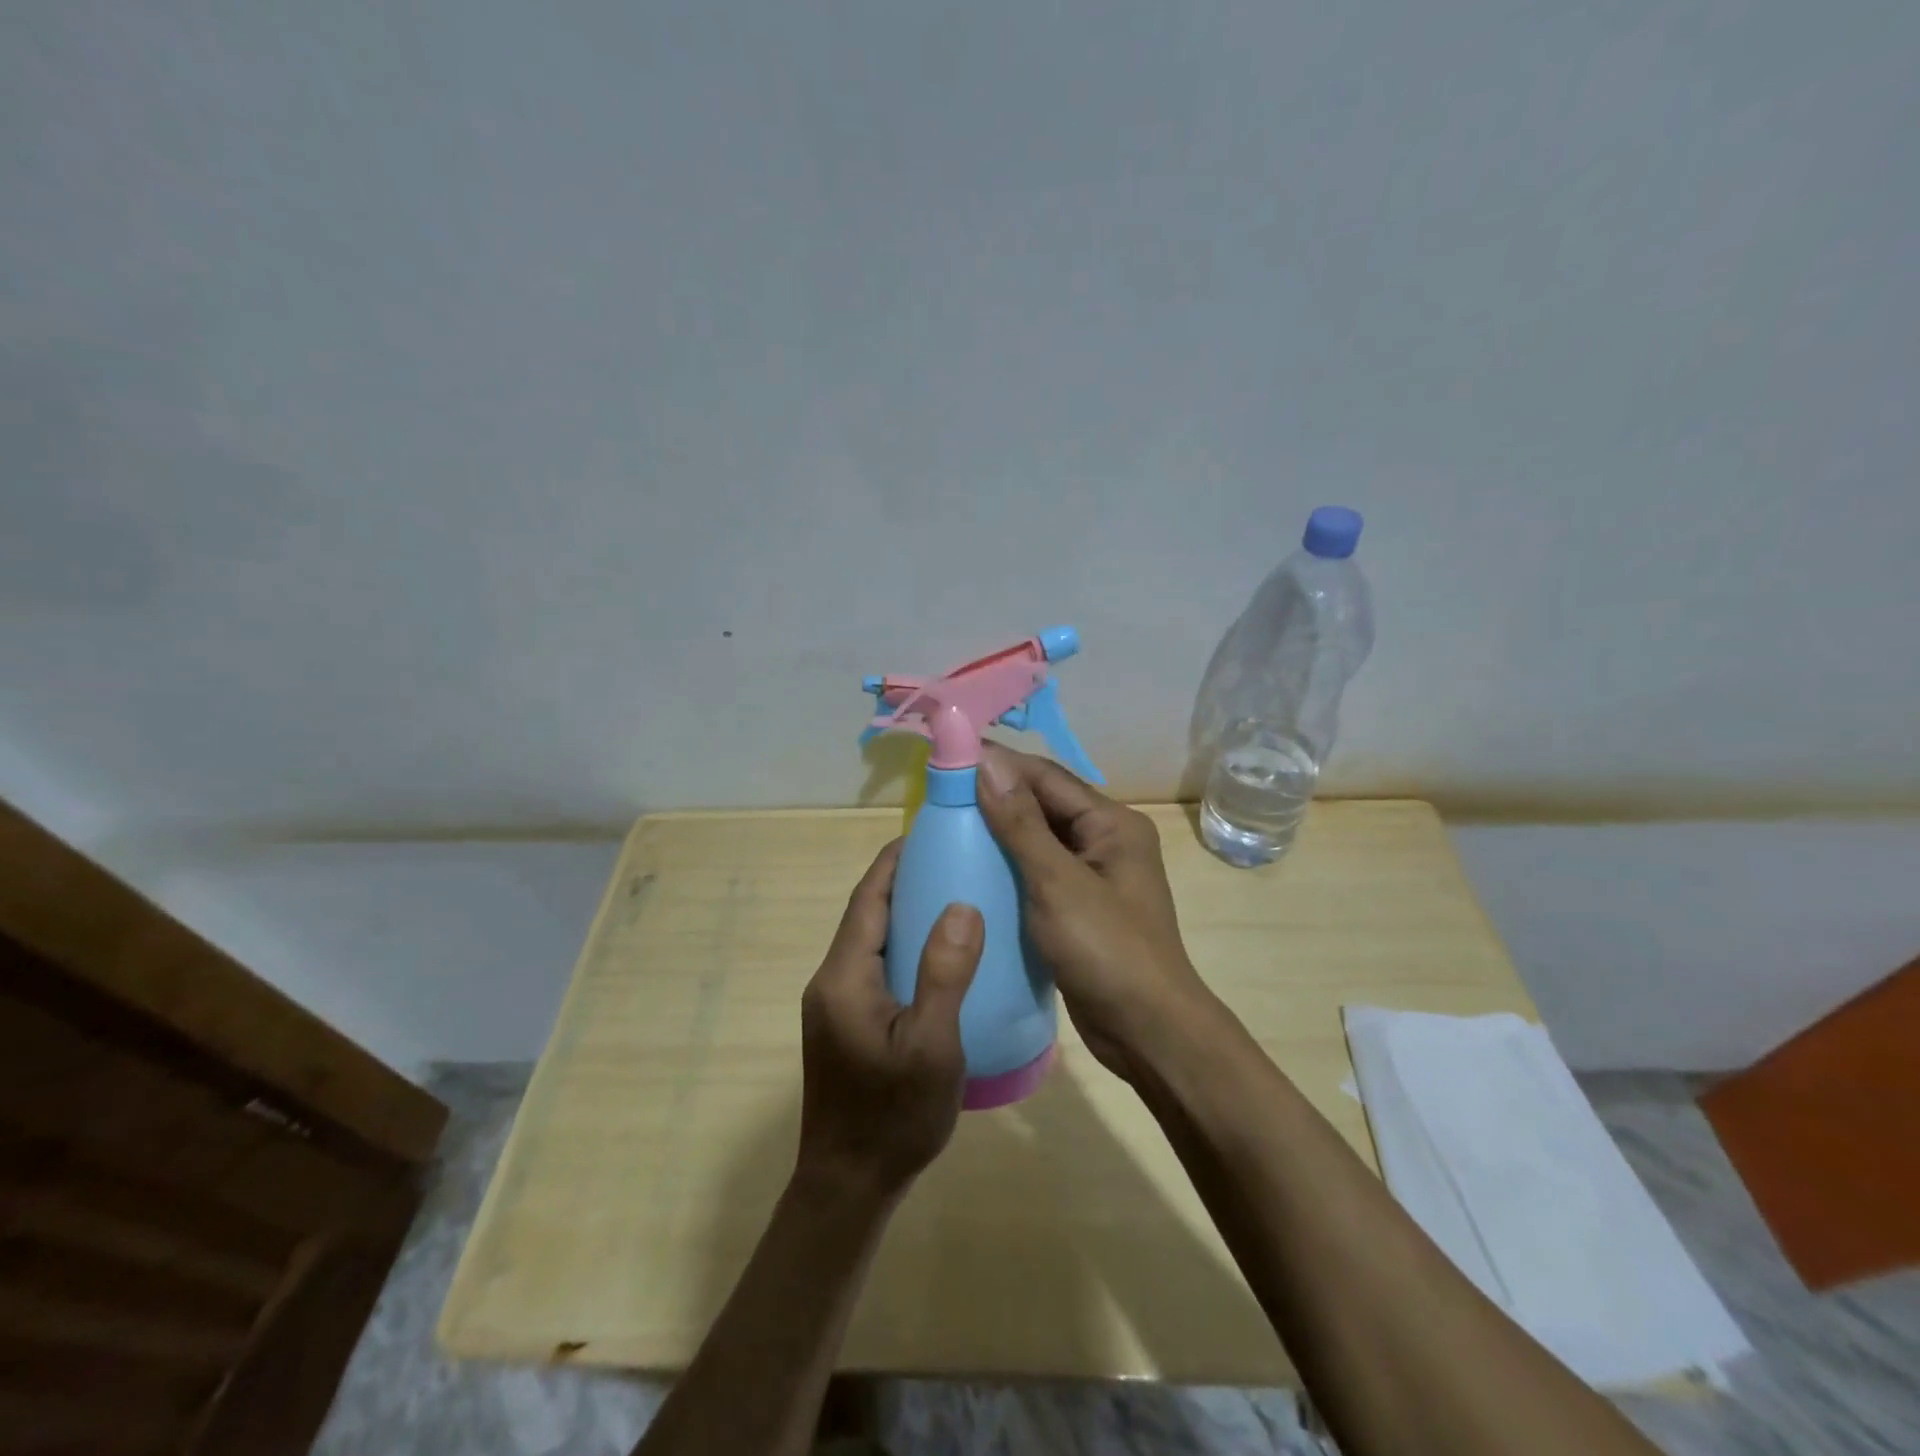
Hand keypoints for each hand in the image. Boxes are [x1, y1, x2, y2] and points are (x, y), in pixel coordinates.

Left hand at [796, 840, 983, 1198]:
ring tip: (954, 897)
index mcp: (844, 976)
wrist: (850, 1185)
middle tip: (955, 861)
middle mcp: (831, 981)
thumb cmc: (893, 1116)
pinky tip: (940, 957)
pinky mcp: (846, 1025)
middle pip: (868, 914)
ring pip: (872, 941)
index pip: (868, 898)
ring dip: (905, 914)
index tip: (930, 833)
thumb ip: (944, 973)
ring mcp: (836, 1005)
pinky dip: (904, 947)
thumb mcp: (931, 1045)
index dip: (895, 861)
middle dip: (905, 881)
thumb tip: (961, 904)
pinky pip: (876, 967)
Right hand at [976, 744, 1213, 1082]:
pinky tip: (972, 870)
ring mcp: (1093, 877)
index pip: (1047, 777)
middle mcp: (1106, 841)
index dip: (1000, 763)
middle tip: (939, 793)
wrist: (1147, 1033)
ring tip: (947, 826)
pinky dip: (1007, 867)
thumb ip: (1021, 824)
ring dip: (998, 832)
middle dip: (996, 796)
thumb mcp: (1058, 883)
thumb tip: (987, 763)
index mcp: (1112, 824)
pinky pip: (1037, 873)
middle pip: (1044, 805)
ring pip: (1038, 840)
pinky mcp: (1079, 908)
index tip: (949, 756)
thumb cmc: (1107, 950)